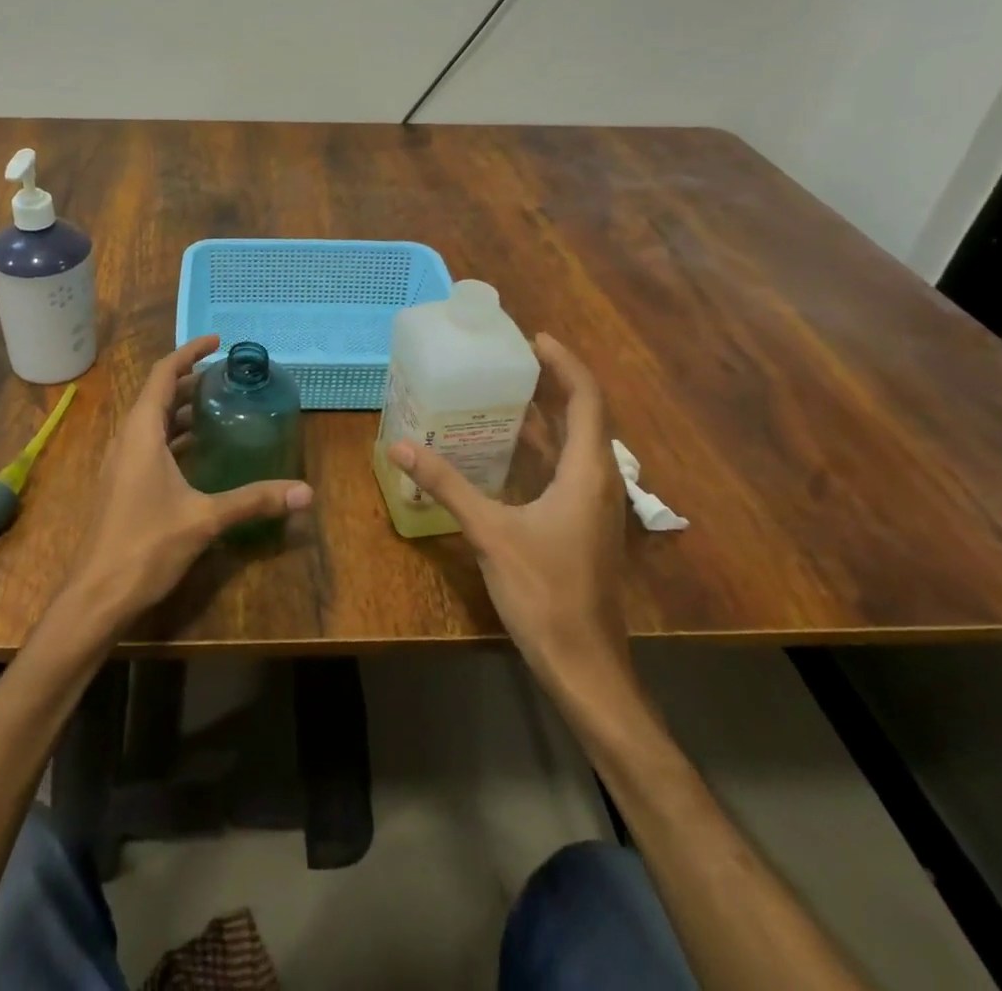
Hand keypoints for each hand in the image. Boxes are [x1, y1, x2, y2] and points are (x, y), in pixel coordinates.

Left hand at [58, 335, 312, 634]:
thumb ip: (254, 500)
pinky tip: (197, 450)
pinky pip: (149, 443)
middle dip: (190, 379)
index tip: (217, 341)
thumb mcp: (205, 518)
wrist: (96, 595)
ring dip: (181, 407)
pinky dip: (173, 434)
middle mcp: (127, 438)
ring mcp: (121, 462)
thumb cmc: (145, 546)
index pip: (163, 374)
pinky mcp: (122, 483)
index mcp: (141, 432)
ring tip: (217, 405)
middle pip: (157, 393)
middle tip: (227, 376)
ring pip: (151, 420)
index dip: (189, 352)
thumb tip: (305, 492)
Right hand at [388, 334, 632, 703]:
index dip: (564, 364)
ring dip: (550, 414)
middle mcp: (600, 481)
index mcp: (587, 473)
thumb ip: (447, 485)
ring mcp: (596, 505)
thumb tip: (401, 446)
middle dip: (554, 382)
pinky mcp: (585, 524)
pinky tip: (510, 450)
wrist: (583, 663)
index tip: (533, 339)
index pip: (587, 400)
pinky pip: (569, 468)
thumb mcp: (490, 532)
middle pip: (585, 415)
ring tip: (508, 391)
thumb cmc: (544, 592)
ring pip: (578, 443)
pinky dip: (545, 446)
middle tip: (512, 358)